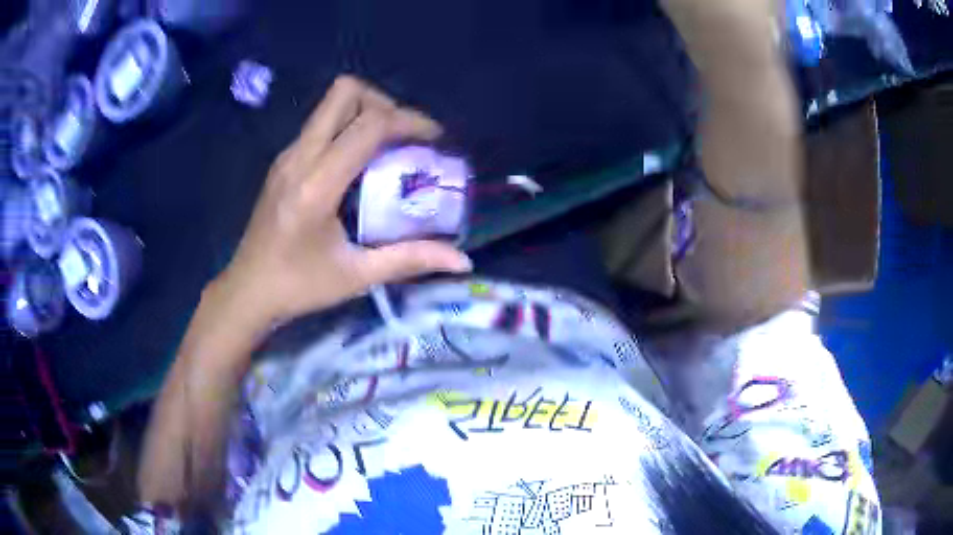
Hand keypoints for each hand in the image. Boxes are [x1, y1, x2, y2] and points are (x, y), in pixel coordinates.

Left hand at [213, 76, 472, 330]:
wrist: (247, 290)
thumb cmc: (298, 287)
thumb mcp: (356, 276)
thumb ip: (410, 260)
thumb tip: (463, 261)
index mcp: (316, 184)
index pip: (369, 125)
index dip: (410, 121)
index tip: (436, 139)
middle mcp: (299, 157)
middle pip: (345, 92)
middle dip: (384, 103)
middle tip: (405, 137)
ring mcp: (288, 155)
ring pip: (331, 103)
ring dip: (366, 113)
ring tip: (388, 148)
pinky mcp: (283, 160)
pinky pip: (321, 123)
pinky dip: (349, 128)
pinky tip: (360, 164)